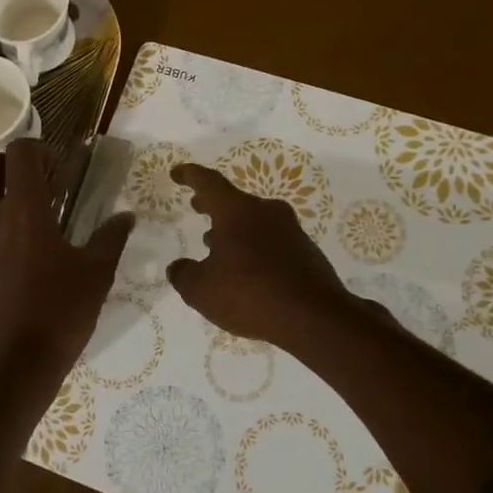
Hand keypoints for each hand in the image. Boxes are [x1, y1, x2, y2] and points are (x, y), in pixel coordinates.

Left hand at [0, 139, 133, 382]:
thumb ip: (110, 238)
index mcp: (23, 210)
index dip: (39, 149)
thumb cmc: (59, 314)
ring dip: (0, 200)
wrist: (11, 369)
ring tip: (31, 226)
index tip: (58, 170)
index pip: (19, 152)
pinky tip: (16, 265)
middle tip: (40, 186)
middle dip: (11, 165)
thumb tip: (126, 216)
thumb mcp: (96, 275)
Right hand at [166, 164, 357, 351]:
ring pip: (254, 221)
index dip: (190, 176)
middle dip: (212, 204)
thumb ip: (183, 275)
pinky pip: (271, 241)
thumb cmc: (250, 294)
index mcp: (237, 211)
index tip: (177, 173)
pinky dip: (253, 248)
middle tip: (197, 207)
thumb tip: (178, 267)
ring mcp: (290, 230)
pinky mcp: (306, 251)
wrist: (315, 318)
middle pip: (234, 200)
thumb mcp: (201, 290)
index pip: (209, 183)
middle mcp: (266, 212)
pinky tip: (246, 270)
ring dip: (234, 229)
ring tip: (216, 246)